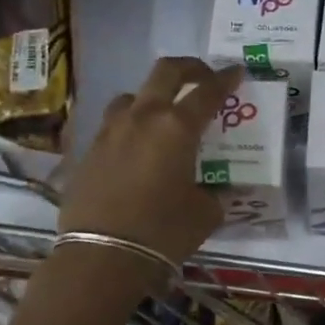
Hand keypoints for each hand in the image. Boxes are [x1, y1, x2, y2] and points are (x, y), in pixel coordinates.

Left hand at [58, 57, 245, 272]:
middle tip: (203, 76)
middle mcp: (142, 118)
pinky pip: (113, 125)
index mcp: (177, 128)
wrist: (101, 256)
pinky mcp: (88, 151)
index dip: (226, 79)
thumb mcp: (205, 213)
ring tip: (163, 115)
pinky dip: (130, 126)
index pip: (208, 91)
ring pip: (132, 96)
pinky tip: (136, 148)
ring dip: (152, 97)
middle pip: (165, 72)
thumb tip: (216, 189)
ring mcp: (110, 131)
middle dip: (189, 68)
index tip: (236, 72)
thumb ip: (215, 193)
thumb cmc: (163, 232)